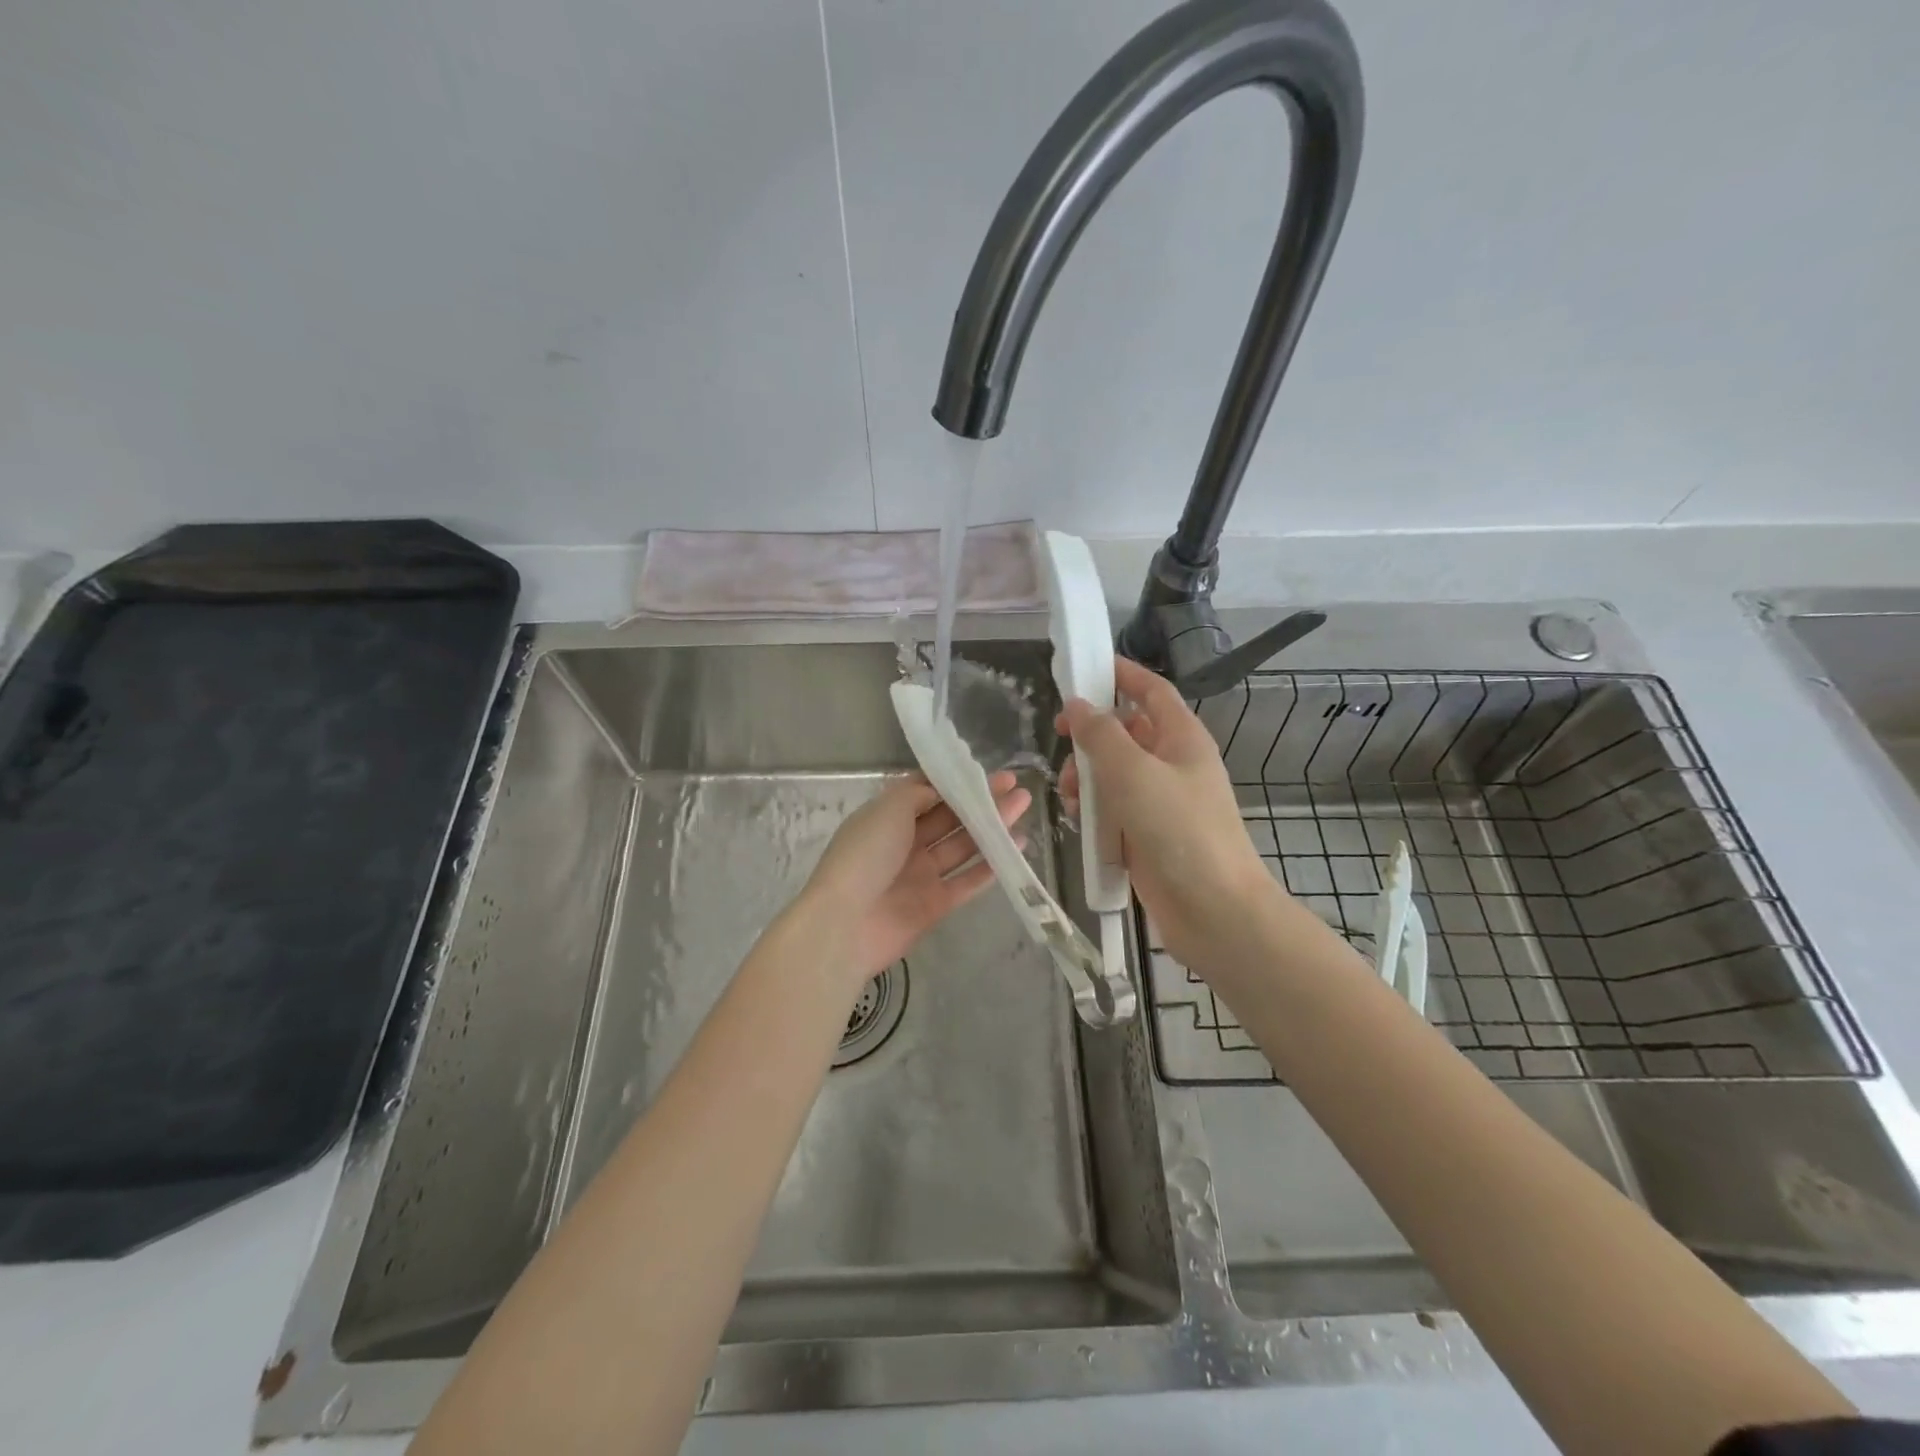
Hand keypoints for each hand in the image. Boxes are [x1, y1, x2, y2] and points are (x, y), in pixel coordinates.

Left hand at [801, 773, 1030, 989]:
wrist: (846, 923)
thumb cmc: (866, 855)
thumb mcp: (889, 809)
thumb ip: (918, 794)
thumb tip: (940, 789)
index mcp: (888, 817)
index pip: (926, 793)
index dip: (956, 781)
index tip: (986, 772)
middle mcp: (905, 843)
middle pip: (950, 818)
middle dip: (982, 802)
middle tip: (1016, 787)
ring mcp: (921, 875)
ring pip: (962, 847)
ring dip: (991, 828)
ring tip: (1023, 809)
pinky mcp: (935, 905)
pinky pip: (966, 882)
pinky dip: (990, 867)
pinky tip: (1015, 849)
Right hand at [1057, 658, 1276, 967]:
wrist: (1214, 910)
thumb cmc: (1178, 830)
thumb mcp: (1134, 773)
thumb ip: (1101, 735)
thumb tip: (1079, 706)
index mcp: (1182, 738)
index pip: (1151, 691)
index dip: (1122, 674)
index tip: (1084, 667)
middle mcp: (1173, 764)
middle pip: (1127, 732)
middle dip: (1092, 733)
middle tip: (1060, 735)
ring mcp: (1161, 802)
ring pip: (1114, 773)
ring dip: (1087, 776)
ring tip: (1067, 792)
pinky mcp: (1147, 835)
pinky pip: (1113, 809)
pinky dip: (1093, 809)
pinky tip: (1076, 819)